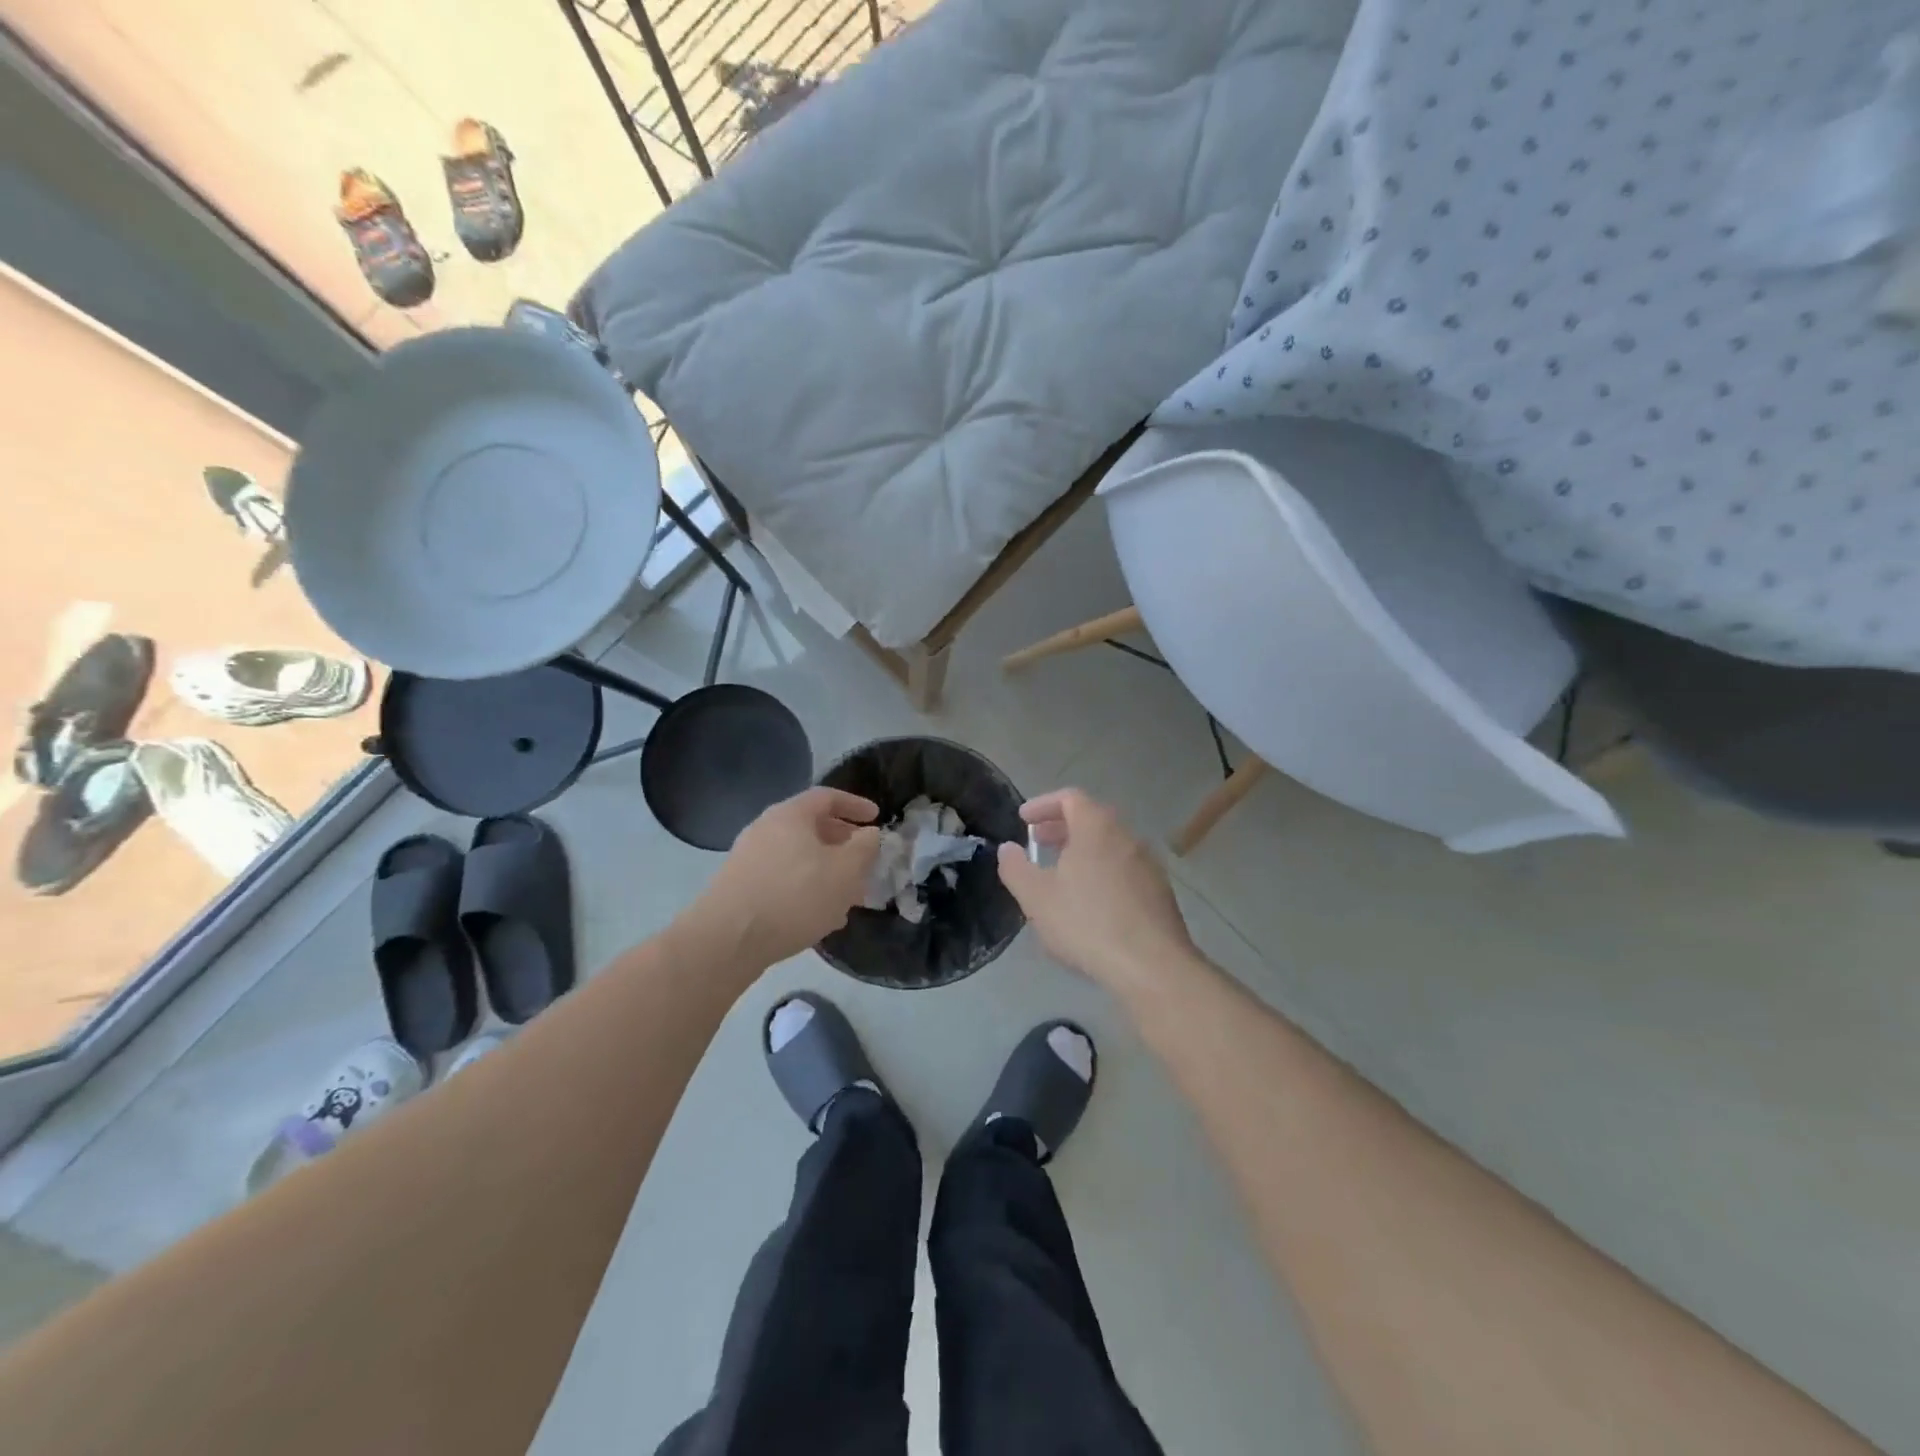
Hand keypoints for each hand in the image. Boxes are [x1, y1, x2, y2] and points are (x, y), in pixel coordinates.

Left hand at [685, 788, 881, 969]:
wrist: (728, 940)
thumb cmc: (795, 896)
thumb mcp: (845, 871)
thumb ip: (865, 848)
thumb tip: (869, 834)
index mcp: (790, 815)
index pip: (828, 797)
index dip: (855, 805)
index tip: (877, 818)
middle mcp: (766, 829)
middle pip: (812, 828)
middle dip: (844, 845)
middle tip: (866, 863)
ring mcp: (749, 859)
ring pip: (799, 858)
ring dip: (827, 872)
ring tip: (849, 898)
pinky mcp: (740, 887)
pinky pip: (783, 879)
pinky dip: (807, 889)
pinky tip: (820, 918)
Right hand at [995, 788, 1196, 995]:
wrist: (1152, 967)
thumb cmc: (1087, 923)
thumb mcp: (1037, 898)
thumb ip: (1016, 868)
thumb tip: (1007, 849)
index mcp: (1097, 828)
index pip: (1070, 798)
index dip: (1043, 805)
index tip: (1023, 820)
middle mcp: (1127, 837)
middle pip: (1092, 819)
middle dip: (1061, 828)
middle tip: (1037, 843)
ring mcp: (1148, 865)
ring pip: (1109, 845)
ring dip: (1082, 851)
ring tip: (1060, 874)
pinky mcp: (1160, 892)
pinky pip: (1124, 869)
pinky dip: (1101, 871)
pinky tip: (1090, 902)